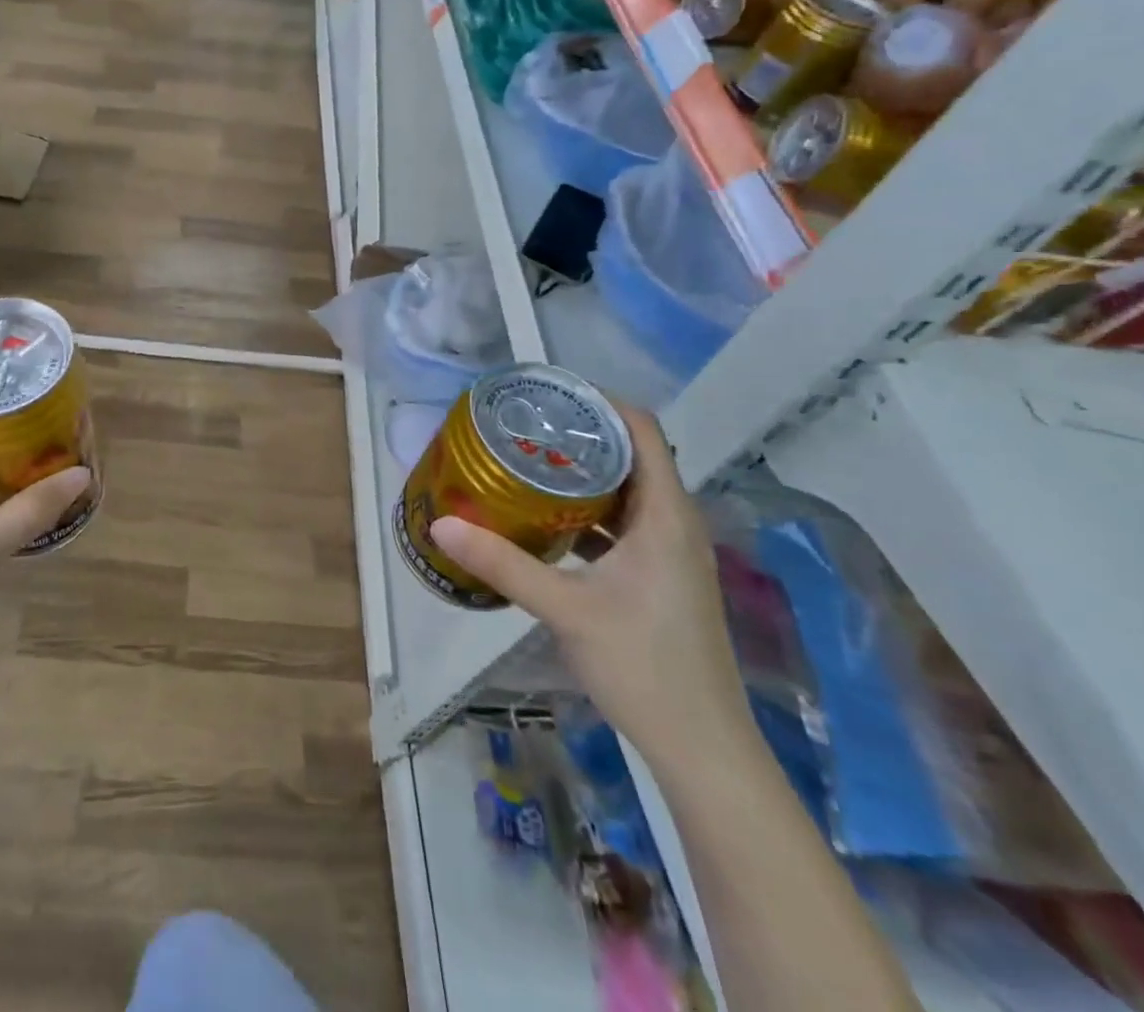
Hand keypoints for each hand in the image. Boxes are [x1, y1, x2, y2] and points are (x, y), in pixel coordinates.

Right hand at [430, 407, 750, 771]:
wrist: (702, 748)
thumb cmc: (644, 665)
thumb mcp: (565, 609)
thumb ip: (503, 563)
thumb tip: (441, 525)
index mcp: (665, 515)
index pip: (640, 430)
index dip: (598, 402)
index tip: (546, 395)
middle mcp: (673, 523)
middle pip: (629, 455)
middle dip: (576, 436)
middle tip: (520, 426)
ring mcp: (668, 553)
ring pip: (623, 492)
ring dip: (578, 476)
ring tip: (523, 463)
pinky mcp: (658, 578)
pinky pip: (620, 525)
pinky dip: (584, 513)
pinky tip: (542, 521)